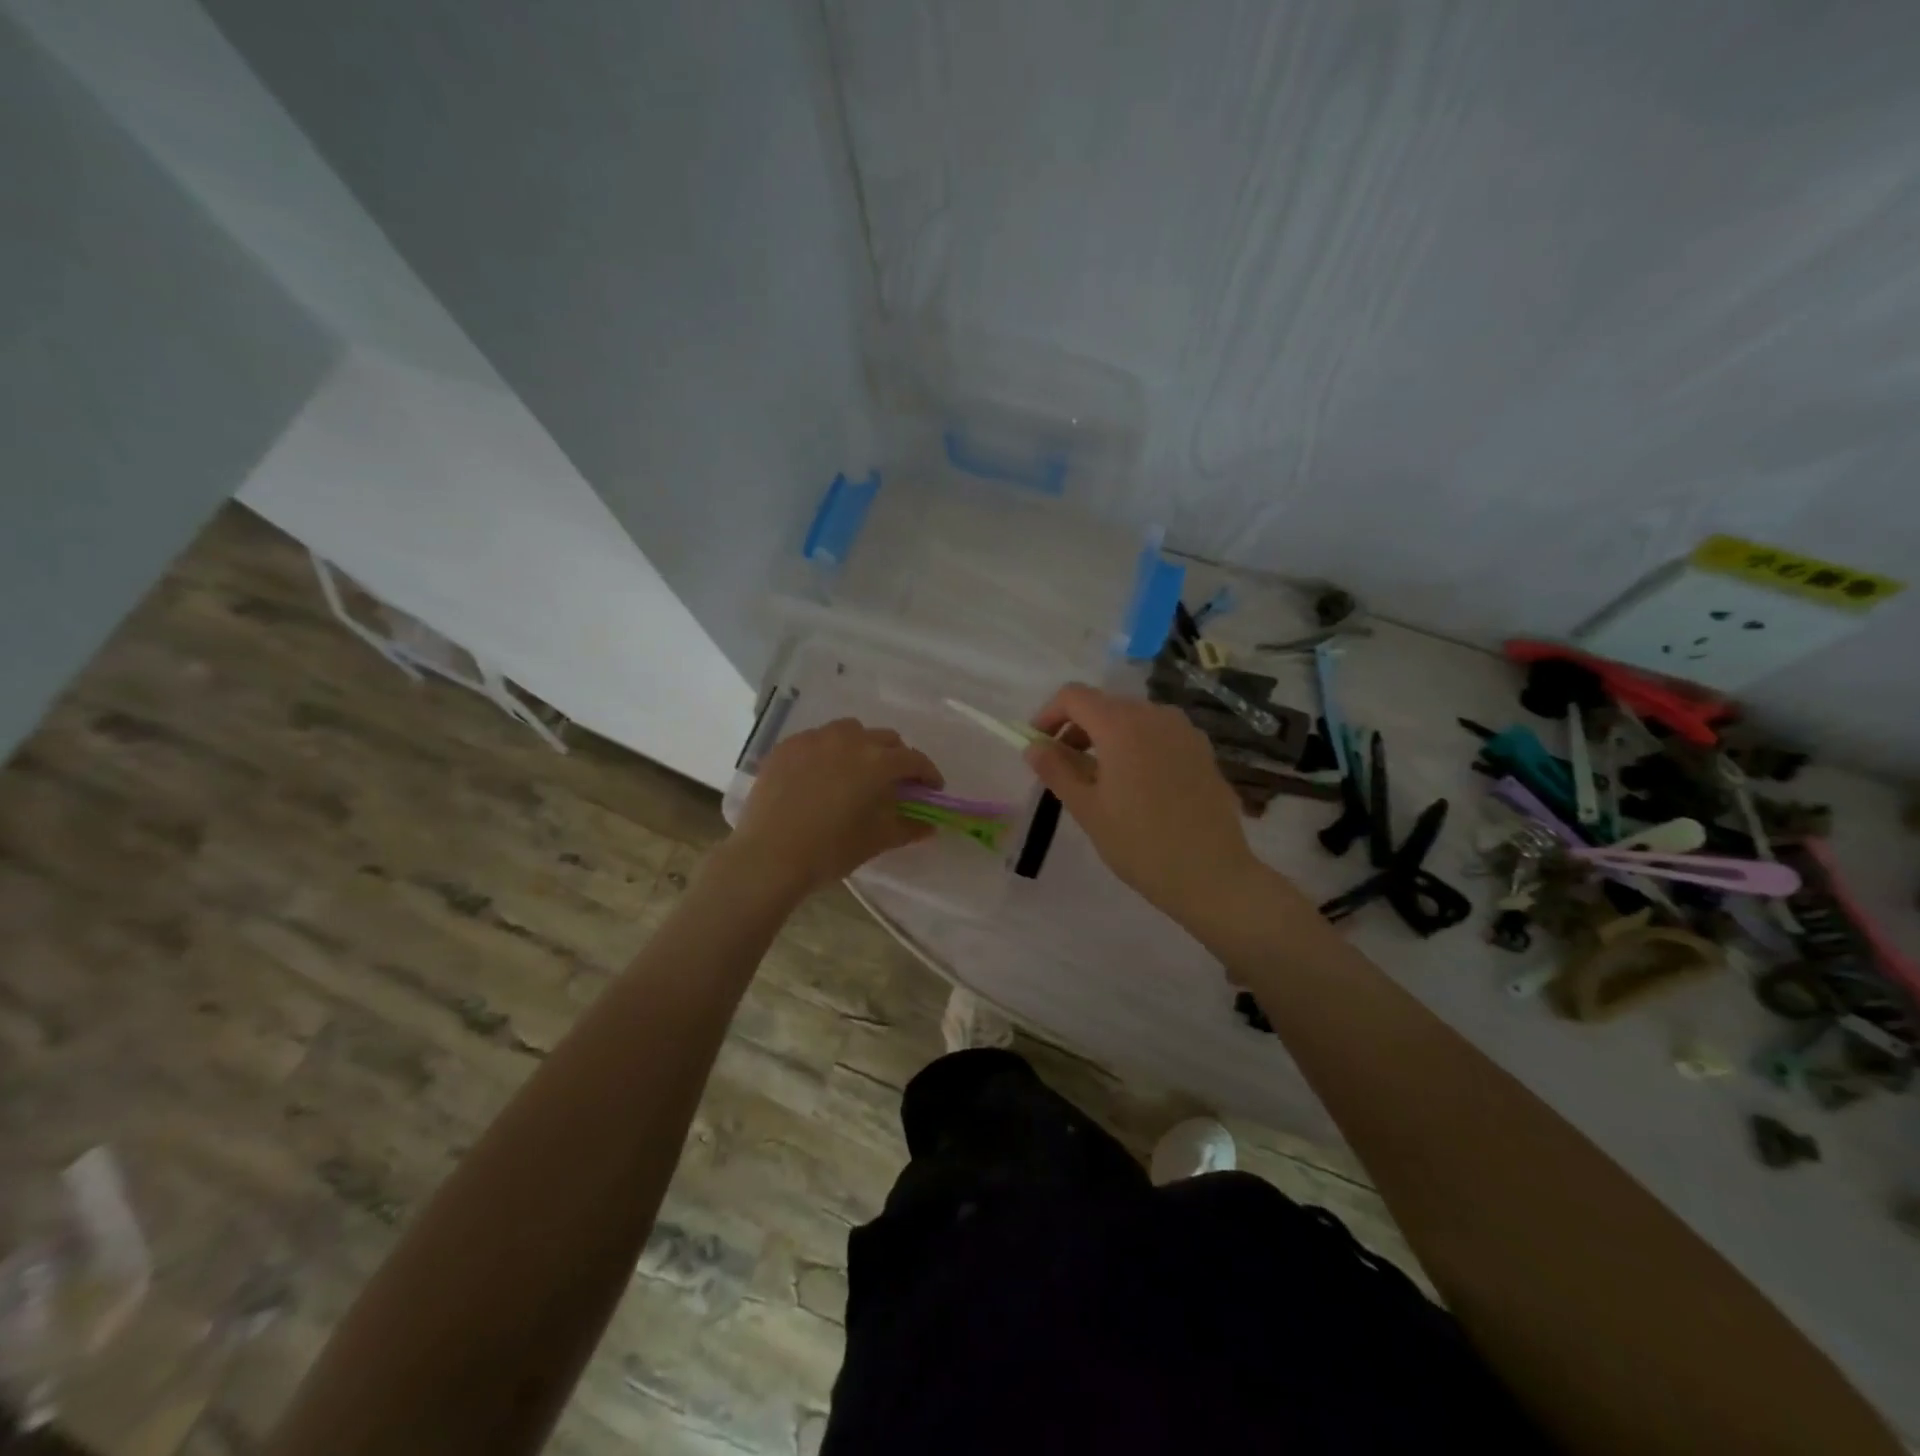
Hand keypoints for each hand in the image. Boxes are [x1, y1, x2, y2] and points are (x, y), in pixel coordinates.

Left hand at [725, 719, 943, 898]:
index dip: (928, 774)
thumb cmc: (830, 850)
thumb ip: (908, 827)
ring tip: (856, 771)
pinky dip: (828, 751)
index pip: (915, 760)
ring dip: (862, 746)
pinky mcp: (786, 746)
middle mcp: (850, 740)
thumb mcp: (876, 840)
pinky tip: (820, 774)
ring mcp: (814, 739)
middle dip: (896, 758)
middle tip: (894, 783)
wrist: (769, 856)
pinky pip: (817, 739)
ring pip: (850, 731)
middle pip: (885, 739)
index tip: (931, 790)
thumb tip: (929, 824)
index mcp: (878, 762)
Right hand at [1024, 683, 1265, 920]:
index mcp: (1121, 725)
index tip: (1038, 744)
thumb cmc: (1139, 843)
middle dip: (1077, 728)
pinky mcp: (1202, 750)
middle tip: (1063, 767)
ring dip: (1107, 736)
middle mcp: (1155, 715)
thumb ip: (1056, 770)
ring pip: (1133, 718)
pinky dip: (1136, 745)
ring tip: (1099, 778)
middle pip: (1104, 704)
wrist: (1211, 874)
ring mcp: (1184, 730)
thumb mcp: (1087, 809)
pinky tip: (1136, 784)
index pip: (1074, 696)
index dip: (1049, 714)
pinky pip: (1158, 734)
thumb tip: (1032, 747)